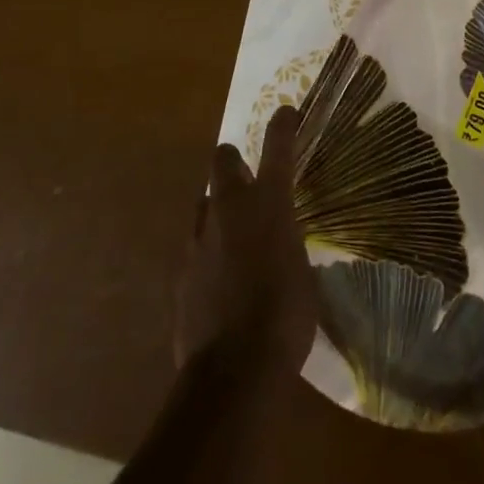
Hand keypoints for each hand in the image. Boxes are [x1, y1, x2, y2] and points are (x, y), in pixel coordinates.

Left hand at [175, 105, 317, 390]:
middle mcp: (230, 209)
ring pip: (206, 202)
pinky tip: (221, 278)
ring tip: (236, 235)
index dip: (282, 126)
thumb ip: (287, 246)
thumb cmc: (286, 317)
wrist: (233, 371)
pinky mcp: (182, 271)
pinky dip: (209, 251)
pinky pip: (196, 245)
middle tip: (249, 178)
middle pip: (223, 160)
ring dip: (220, 209)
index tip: (286, 113)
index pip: (277, 149)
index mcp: (269, 205)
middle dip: (234, 161)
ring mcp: (200, 239)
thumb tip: (280, 246)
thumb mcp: (302, 273)